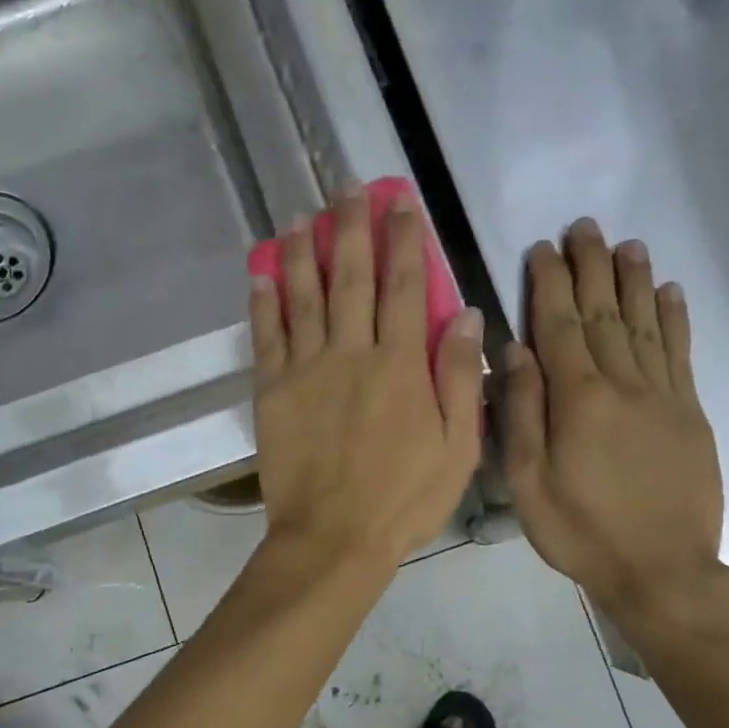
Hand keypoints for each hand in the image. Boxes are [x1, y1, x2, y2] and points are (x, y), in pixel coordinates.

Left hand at [250, 190, 483, 572]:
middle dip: (352, 227)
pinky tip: (261, 272)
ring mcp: (306, 370)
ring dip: (303, 251)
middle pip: (351, 277)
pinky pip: (267, 335)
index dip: (404, 240)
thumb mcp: (457, 448)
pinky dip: (264, 301)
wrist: (333, 539)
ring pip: (304, 296)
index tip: (401, 203)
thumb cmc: (404, 500)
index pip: (405, 287)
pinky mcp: (272, 391)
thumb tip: (467, 314)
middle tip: (349, 188)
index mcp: (401, 366)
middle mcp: (351, 354)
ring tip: (302, 215)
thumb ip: (459, 378)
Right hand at [501, 218, 723, 616]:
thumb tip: (516, 351)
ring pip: (646, 324)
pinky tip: (670, 291)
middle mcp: (624, 385)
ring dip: (635, 280)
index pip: (560, 327)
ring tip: (626, 244)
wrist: (663, 572)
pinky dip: (675, 319)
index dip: (550, 284)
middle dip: (591, 267)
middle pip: (605, 314)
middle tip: (584, 226)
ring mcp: (664, 397)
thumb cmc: (582, 532)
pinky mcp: (691, 413)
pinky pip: (681, 354)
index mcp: (579, 401)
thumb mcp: (529, 484)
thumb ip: (522, 414)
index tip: (542, 248)